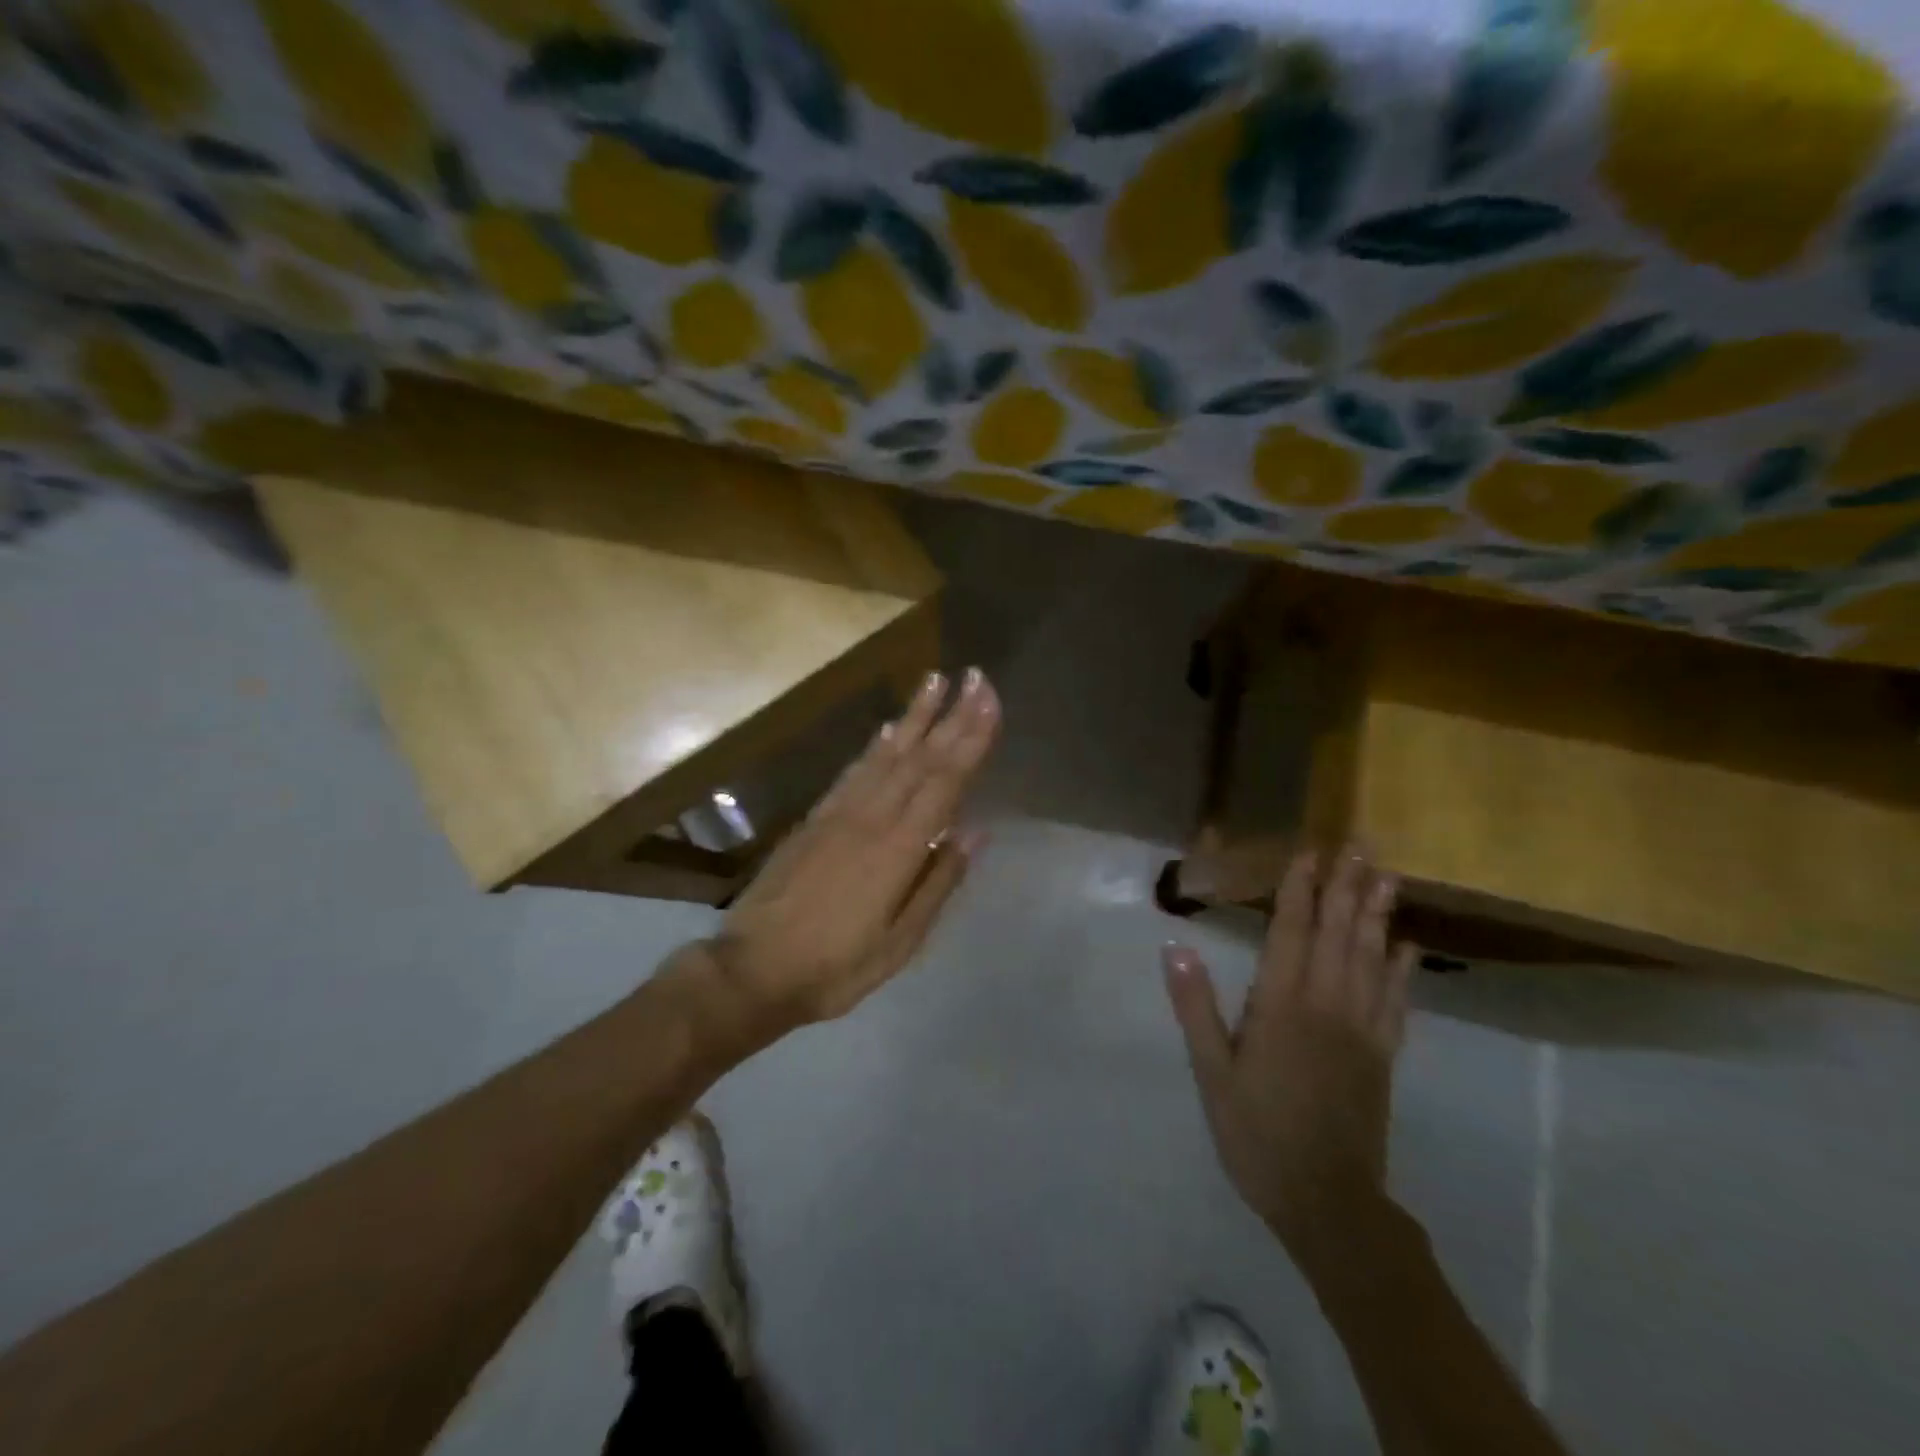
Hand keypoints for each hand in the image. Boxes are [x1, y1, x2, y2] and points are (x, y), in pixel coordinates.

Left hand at [706, 667, 1000, 1037]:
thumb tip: (976, 832)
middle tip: (976, 677)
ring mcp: (838, 814)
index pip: (944, 781)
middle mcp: (870, 818)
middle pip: (920, 758)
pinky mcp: (815, 818)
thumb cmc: (834, 967)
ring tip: (935, 680)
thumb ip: (938, 883)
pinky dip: (875, 745)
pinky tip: (889, 727)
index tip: (990, 701)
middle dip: (952, 715)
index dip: (970, 739)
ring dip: (914, 715)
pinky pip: (852, 771)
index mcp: (898, 849)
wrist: (752, 970)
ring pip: (885, 754)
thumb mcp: (899, 943)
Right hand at [1163, 848, 1414, 1263]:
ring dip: (1377, 913)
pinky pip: (1396, 1000)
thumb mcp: (1212, 1073)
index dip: (1300, 889)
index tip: (1311, 851)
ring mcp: (1361, 1029)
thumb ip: (1196, 1007)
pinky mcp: (1382, 1054)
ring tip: (1388, 875)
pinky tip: (1407, 944)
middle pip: (1338, 933)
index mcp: (1280, 1006)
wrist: (1326, 1200)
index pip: (1291, 932)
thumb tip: (1175, 947)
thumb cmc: (1256, 1132)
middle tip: (1362, 843)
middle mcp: (1326, 1005)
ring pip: (1371, 958)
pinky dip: (1402, 968)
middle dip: (1347, 885)